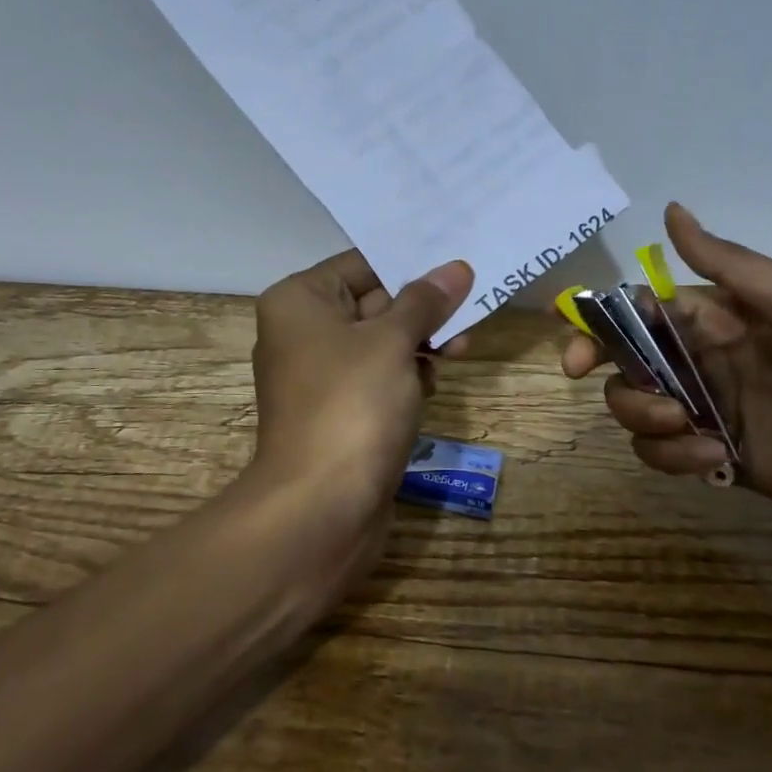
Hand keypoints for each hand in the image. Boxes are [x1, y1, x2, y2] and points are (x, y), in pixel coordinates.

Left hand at [240, 249, 473, 572]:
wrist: (321, 508)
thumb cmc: (352, 405)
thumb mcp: (393, 341)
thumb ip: (425, 301)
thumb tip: (456, 268)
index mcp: (300, 301)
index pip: (363, 264)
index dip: (411, 264)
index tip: (459, 264)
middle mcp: (302, 331)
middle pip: (374, 302)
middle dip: (423, 308)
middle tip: (471, 308)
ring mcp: (320, 375)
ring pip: (381, 342)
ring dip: (421, 342)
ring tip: (459, 351)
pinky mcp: (339, 411)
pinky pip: (378, 377)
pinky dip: (406, 375)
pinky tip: (432, 385)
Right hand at [564, 203, 771, 545]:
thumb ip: (731, 264)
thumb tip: (670, 210)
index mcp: (717, 318)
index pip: (640, 308)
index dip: (599, 316)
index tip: (570, 331)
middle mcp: (701, 359)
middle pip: (622, 356)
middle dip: (596, 362)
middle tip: (578, 373)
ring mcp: (703, 409)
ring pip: (632, 406)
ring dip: (641, 414)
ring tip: (686, 426)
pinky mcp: (710, 456)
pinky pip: (660, 453)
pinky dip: (672, 456)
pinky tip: (715, 457)